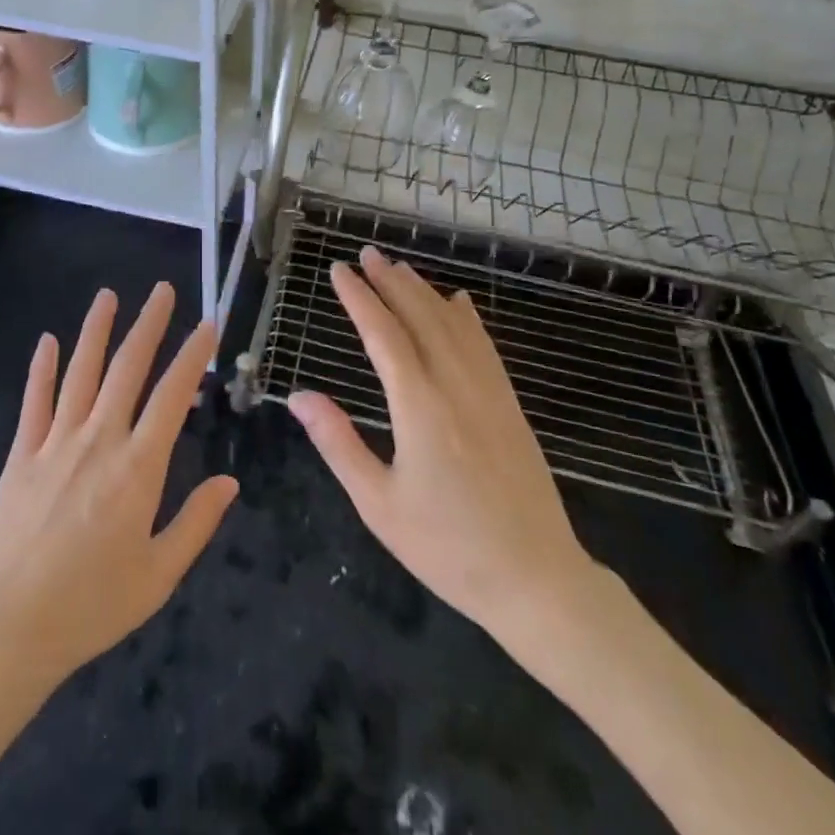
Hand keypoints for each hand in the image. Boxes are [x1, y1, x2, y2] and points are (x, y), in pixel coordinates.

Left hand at [0, 283, 237, 700]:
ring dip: (96, 331)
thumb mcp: (157, 576)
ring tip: (108, 296)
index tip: (207, 324)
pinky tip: (46, 341)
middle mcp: (99, 440)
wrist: (3, 629)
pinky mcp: (22, 455)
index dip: (192, 356)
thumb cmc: (89, 607)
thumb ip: (196, 523)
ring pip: (81, 372)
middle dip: (149, 324)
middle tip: (163, 290)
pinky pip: (34, 401)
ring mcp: (56, 443)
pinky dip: (41, 368)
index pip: (173, 395)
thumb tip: (230, 481)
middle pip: (128, 368)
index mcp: (138, 467)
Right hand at [287, 247, 603, 644]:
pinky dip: (467, 317)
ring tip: (400, 268)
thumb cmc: (448, 548)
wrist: (536, 579)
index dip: (358, 298)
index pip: (383, 334)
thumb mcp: (379, 504)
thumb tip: (298, 397)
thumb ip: (338, 443)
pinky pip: (485, 346)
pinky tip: (460, 303)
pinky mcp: (510, 405)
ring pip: (454, 324)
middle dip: (390, 282)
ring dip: (424, 291)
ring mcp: (489, 392)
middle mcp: (455, 385)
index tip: (338, 271)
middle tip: (366, 254)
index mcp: (419, 406)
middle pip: (420, 316)